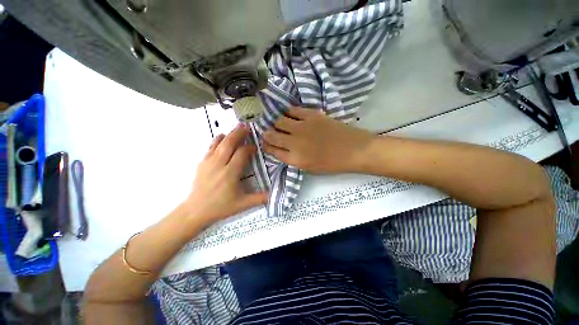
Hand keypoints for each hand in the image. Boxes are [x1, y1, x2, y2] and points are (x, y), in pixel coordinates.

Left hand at [182, 124, 267, 224]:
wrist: (196, 210)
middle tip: (246, 126)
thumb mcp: (242, 205)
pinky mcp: (202, 163)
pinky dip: (217, 140)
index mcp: (230, 173)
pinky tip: (221, 136)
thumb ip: (259, 198)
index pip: (241, 154)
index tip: (255, 147)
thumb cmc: (221, 207)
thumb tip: (274, 195)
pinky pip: (210, 147)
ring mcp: (209, 162)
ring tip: (236, 128)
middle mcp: (219, 164)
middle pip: (229, 144)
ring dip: (229, 134)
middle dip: (239, 134)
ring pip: (219, 143)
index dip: (249, 148)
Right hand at [263, 107, 373, 172]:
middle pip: (272, 135)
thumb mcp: (309, 168)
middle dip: (267, 134)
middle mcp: (294, 142)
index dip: (266, 146)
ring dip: (278, 123)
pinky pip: (293, 110)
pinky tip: (292, 116)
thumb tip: (281, 149)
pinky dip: (289, 113)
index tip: (265, 143)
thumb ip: (292, 159)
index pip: (272, 150)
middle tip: (271, 133)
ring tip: (282, 124)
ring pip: (279, 120)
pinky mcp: (311, 115)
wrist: (353, 150)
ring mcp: (302, 127)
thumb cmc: (332, 163)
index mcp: (295, 158)